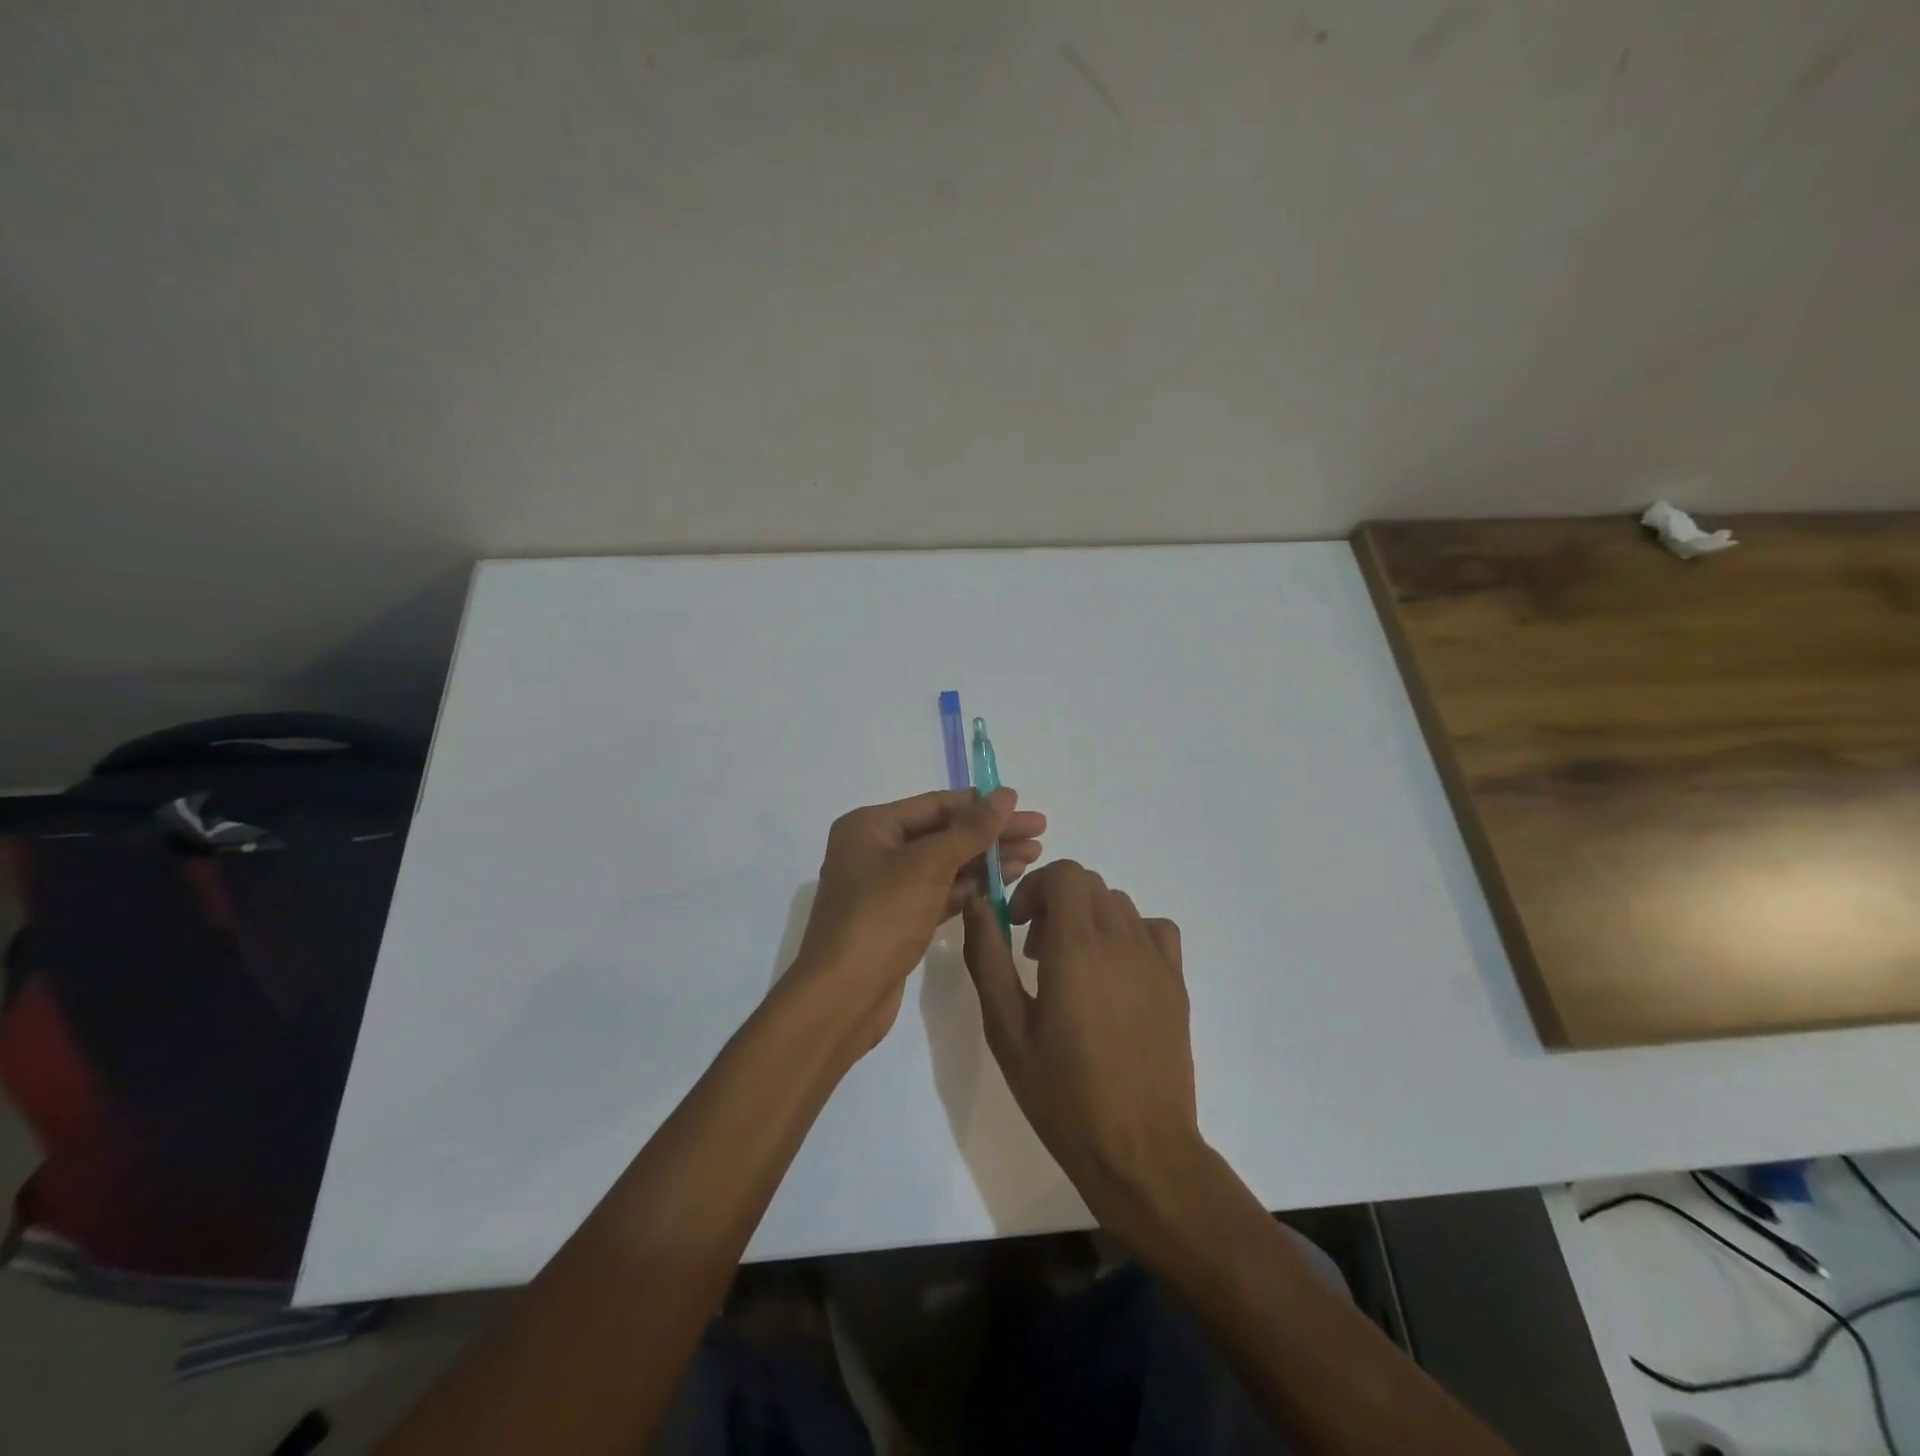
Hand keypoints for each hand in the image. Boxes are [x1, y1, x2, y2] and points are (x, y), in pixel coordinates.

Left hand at [789, 788, 1044, 1052]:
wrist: (842, 997)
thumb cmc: (880, 918)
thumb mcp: (928, 865)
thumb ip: (970, 829)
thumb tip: (1005, 794)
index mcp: (870, 826)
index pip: (936, 805)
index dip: (983, 806)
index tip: (1024, 807)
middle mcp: (875, 850)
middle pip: (943, 833)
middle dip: (991, 834)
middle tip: (1040, 833)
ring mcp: (886, 887)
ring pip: (945, 864)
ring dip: (986, 860)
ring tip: (1033, 857)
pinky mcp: (899, 920)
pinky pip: (940, 892)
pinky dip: (971, 887)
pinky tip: (1005, 883)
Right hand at [962, 861, 1203, 1236]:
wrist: (1139, 1150)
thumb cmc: (1062, 1094)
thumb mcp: (1007, 1029)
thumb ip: (988, 958)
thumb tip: (978, 905)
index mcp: (1077, 948)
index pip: (1065, 874)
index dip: (1035, 888)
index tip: (1017, 925)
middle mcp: (1121, 941)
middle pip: (1089, 885)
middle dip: (1055, 902)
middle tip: (1035, 952)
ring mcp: (1155, 961)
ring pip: (1119, 904)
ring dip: (1088, 917)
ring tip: (1071, 967)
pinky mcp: (1176, 983)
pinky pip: (1155, 929)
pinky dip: (1129, 932)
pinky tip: (1115, 972)